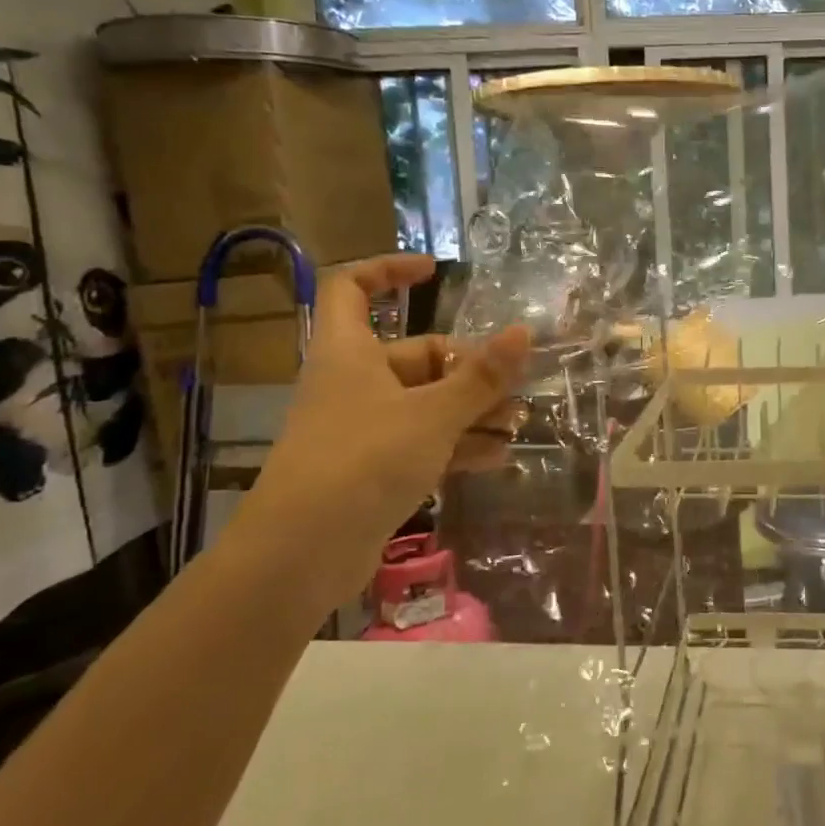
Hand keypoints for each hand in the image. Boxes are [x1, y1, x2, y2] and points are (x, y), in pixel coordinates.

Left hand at [239, 255, 528, 609]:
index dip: (388, 271)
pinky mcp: (372, 470)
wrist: (301, 555)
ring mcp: (362, 429)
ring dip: (472, 411)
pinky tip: (498, 457)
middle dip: (469, 370)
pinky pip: (422, 443)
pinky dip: (458, 445)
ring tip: (518, 425)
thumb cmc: (363, 461)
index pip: (353, 288)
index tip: (434, 272)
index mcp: (349, 352)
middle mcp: (353, 384)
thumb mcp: (433, 414)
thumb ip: (481, 376)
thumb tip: (523, 332)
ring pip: (426, 404)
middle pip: (416, 357)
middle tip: (514, 387)